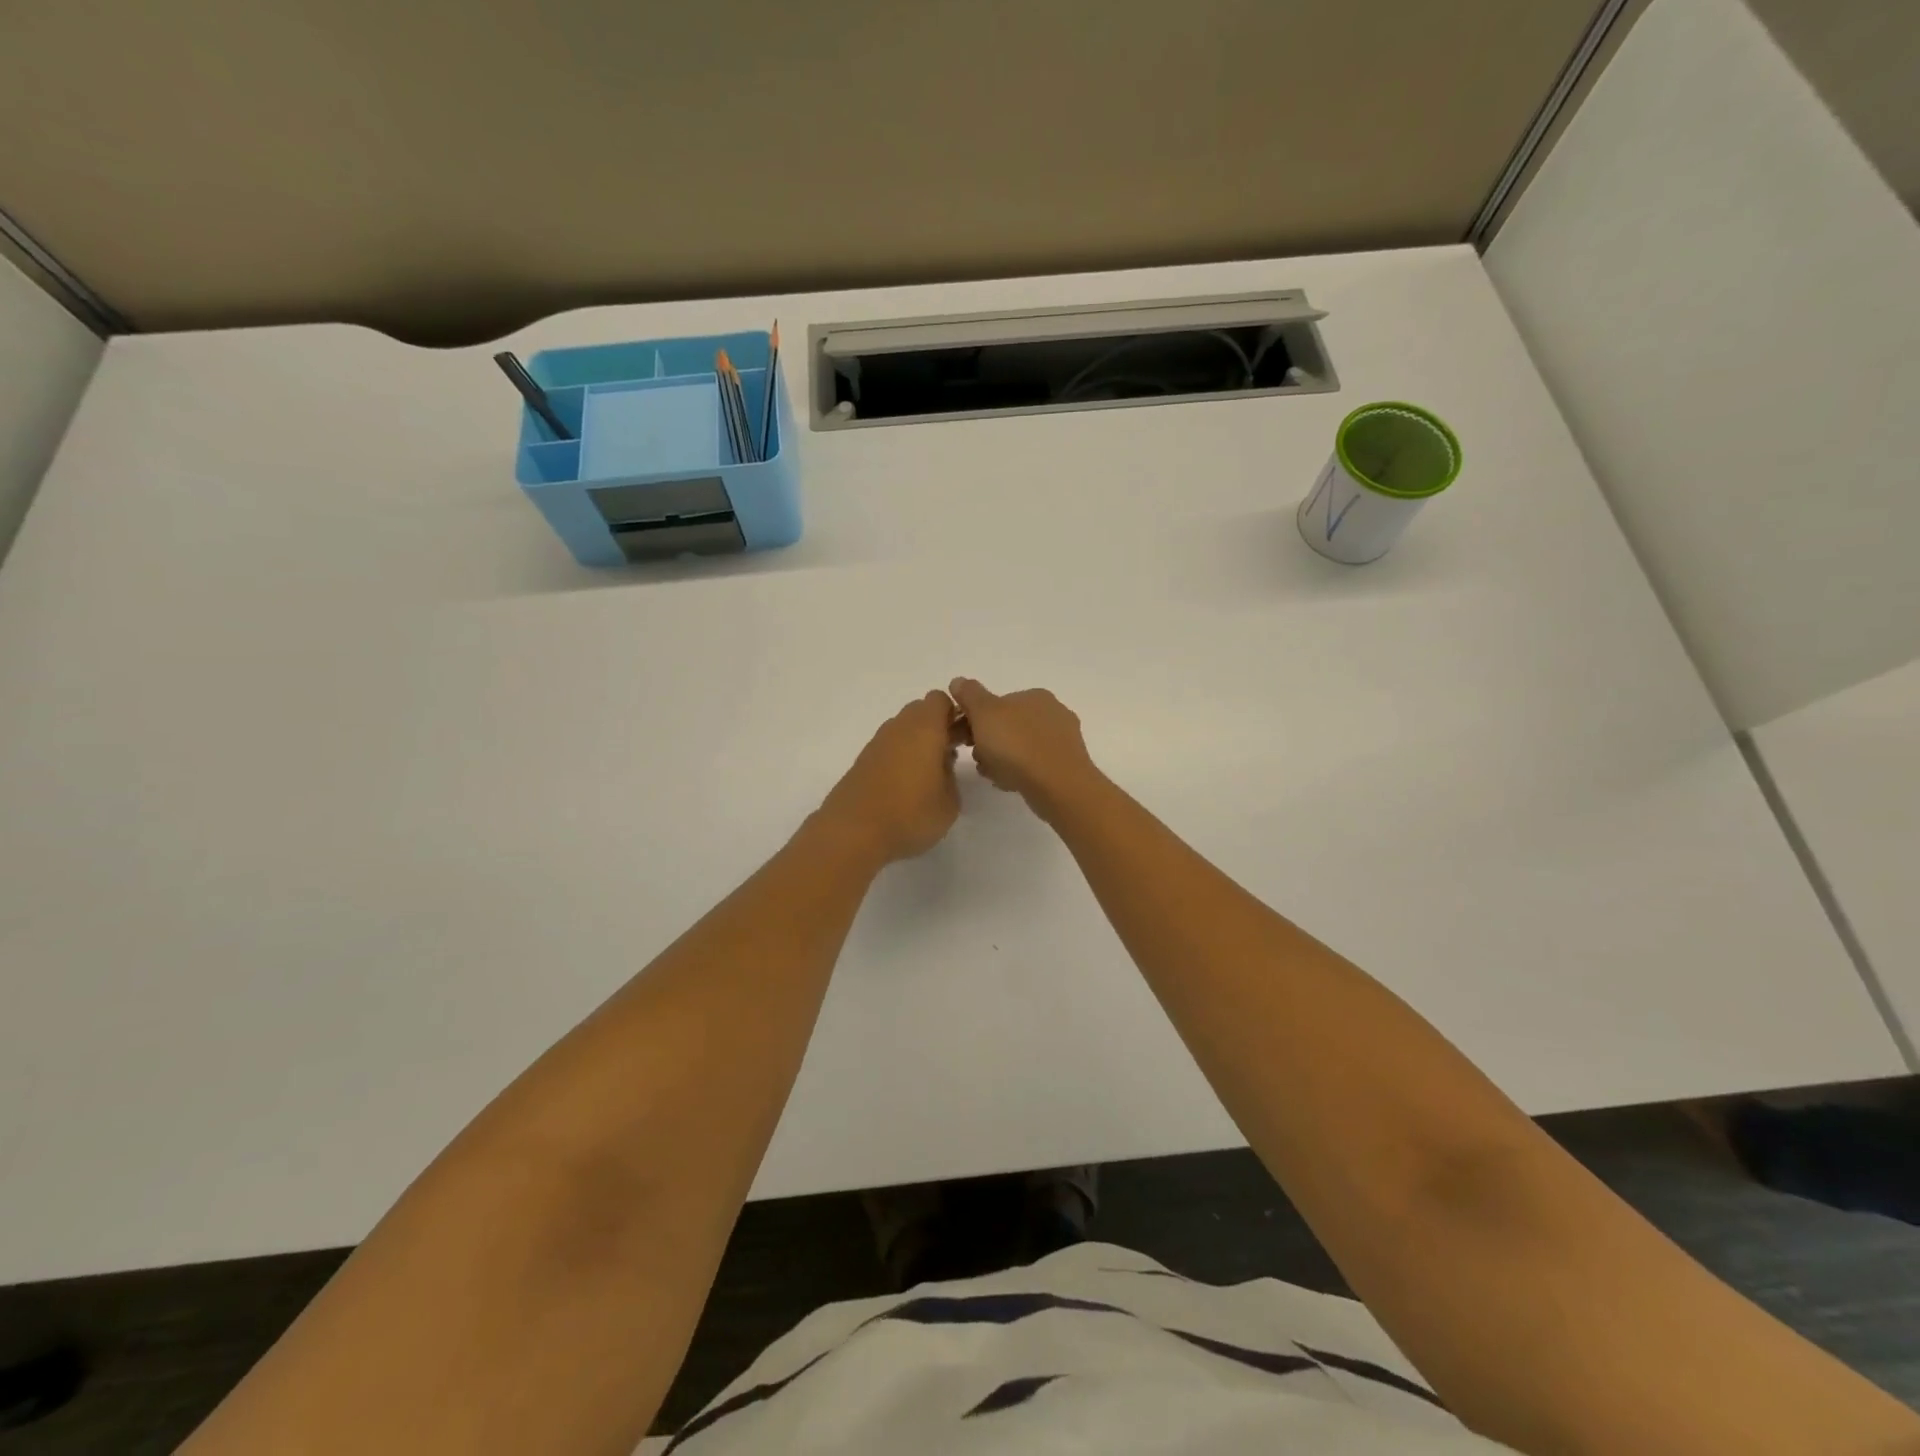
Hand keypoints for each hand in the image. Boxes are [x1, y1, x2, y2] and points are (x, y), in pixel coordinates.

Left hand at [817, 691, 963, 864]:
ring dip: (916, 742)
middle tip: (948, 755)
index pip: (941, 700)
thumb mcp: (949, 803)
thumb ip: (951, 776)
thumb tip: (942, 765)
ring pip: (902, 729)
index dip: (955, 714)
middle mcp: (898, 727)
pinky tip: (904, 786)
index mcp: (925, 728)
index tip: (964, 738)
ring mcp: (876, 743)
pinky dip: (899, 757)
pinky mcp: (862, 761)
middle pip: (920, 711)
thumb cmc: (910, 814)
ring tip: (927, 775)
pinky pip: (888, 748)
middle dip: (936, 726)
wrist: (853, 832)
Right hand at [949, 678, 1102, 817]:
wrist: (1057, 786)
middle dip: (988, 743)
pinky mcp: (1065, 767)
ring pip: (1019, 748)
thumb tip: (958, 681)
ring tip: (991, 775)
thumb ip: (969, 694)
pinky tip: (1009, 784)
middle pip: (1007, 727)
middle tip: (977, 758)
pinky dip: (1018, 773)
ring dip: (1000, 760)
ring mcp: (1062, 741)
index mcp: (1035, 695)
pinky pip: (1033, 766)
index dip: (975, 720)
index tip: (963, 739)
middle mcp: (1053, 713)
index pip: (997, 703)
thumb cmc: (1017, 745)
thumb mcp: (984, 713)